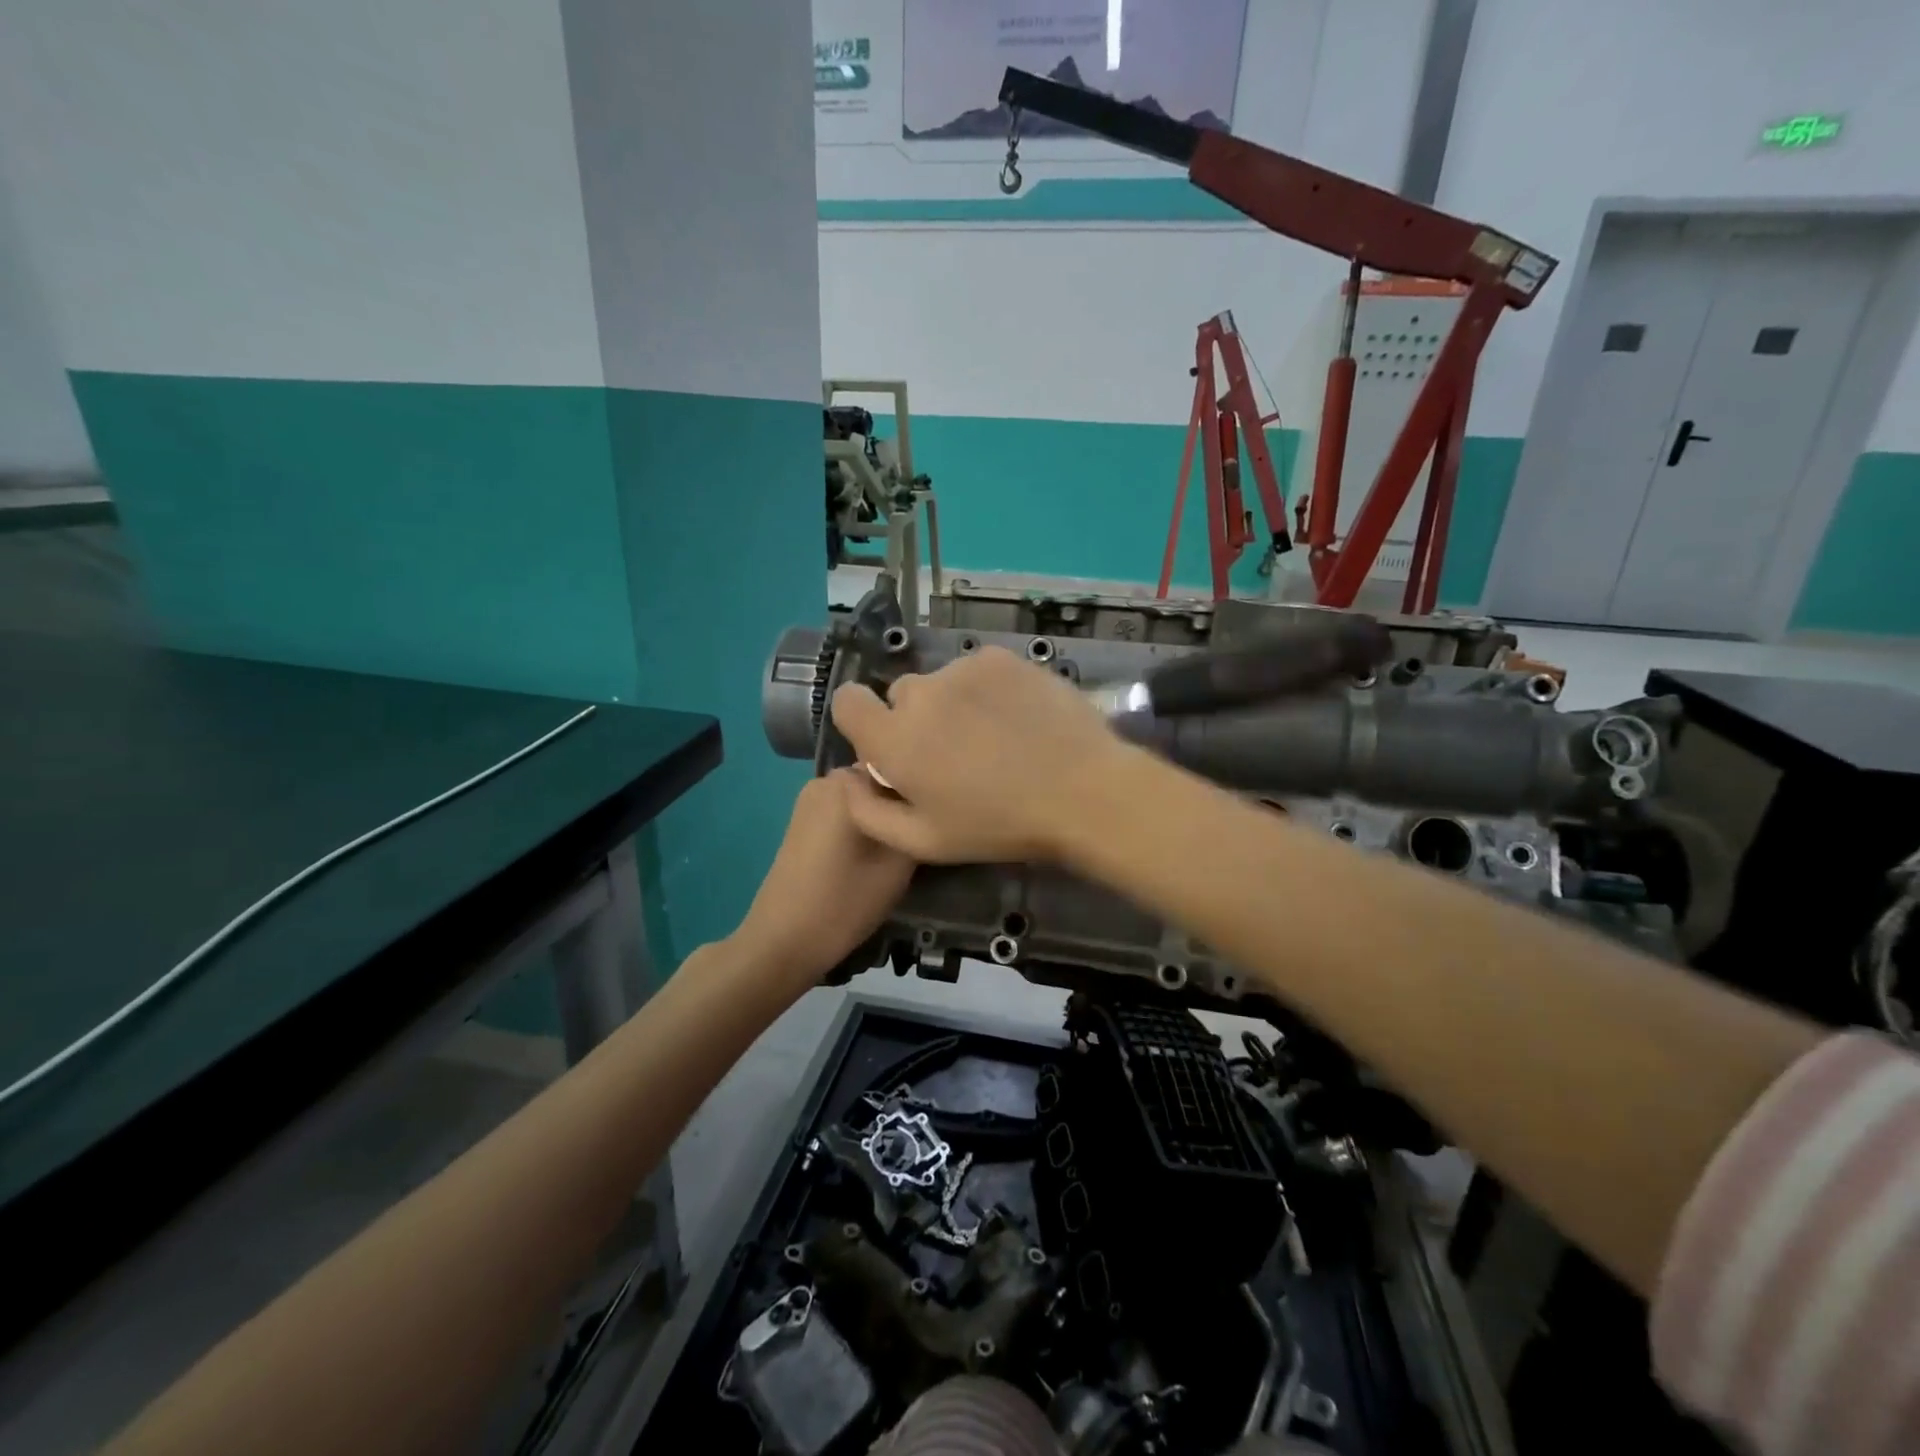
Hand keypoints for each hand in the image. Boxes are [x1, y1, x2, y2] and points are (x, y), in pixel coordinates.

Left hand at [733, 770, 915, 983]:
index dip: (924, 789)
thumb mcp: (899, 863)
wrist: (783, 941)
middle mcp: (826, 779)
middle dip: (902, 801)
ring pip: (864, 797)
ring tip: (901, 847)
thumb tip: (929, 804)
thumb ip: (917, 822)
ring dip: (884, 814)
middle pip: (882, 778)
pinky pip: (846, 810)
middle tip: (922, 835)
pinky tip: (872, 853)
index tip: (939, 817)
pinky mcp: (803, 821)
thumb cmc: (845, 901)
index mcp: (848, 781)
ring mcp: (810, 799)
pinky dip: (864, 824)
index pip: (902, 765)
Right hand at [830, 646, 1127, 862]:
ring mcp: (963, 670)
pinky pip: (976, 670)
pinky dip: (985, 690)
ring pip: (942, 682)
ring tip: (994, 737)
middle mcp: (921, 694)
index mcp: (894, 740)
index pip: (847, 702)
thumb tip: (847, 777)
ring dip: (953, 704)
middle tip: (954, 753)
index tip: (888, 743)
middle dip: (916, 720)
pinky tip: (1016, 718)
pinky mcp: (1000, 658)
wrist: (1082, 792)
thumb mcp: (925, 842)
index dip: (862, 720)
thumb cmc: (999, 826)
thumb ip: (869, 812)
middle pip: (901, 695)